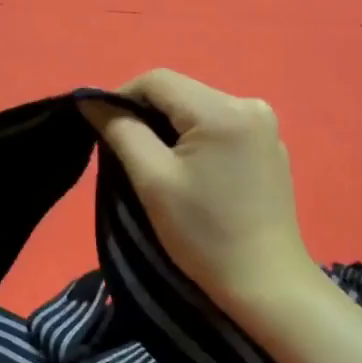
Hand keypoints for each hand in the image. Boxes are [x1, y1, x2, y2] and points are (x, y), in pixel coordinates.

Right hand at [84, 70, 313, 311]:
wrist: (265, 283)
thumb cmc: (203, 234)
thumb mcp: (152, 180)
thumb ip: (121, 131)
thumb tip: (90, 102)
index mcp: (223, 108)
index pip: (158, 80)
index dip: (121, 96)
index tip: (102, 129)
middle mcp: (250, 104)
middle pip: (181, 93)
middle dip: (147, 115)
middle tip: (126, 154)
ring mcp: (265, 126)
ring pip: (199, 109)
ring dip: (171, 128)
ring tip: (157, 166)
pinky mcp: (270, 147)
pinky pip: (221, 127)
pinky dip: (197, 140)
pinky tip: (193, 174)